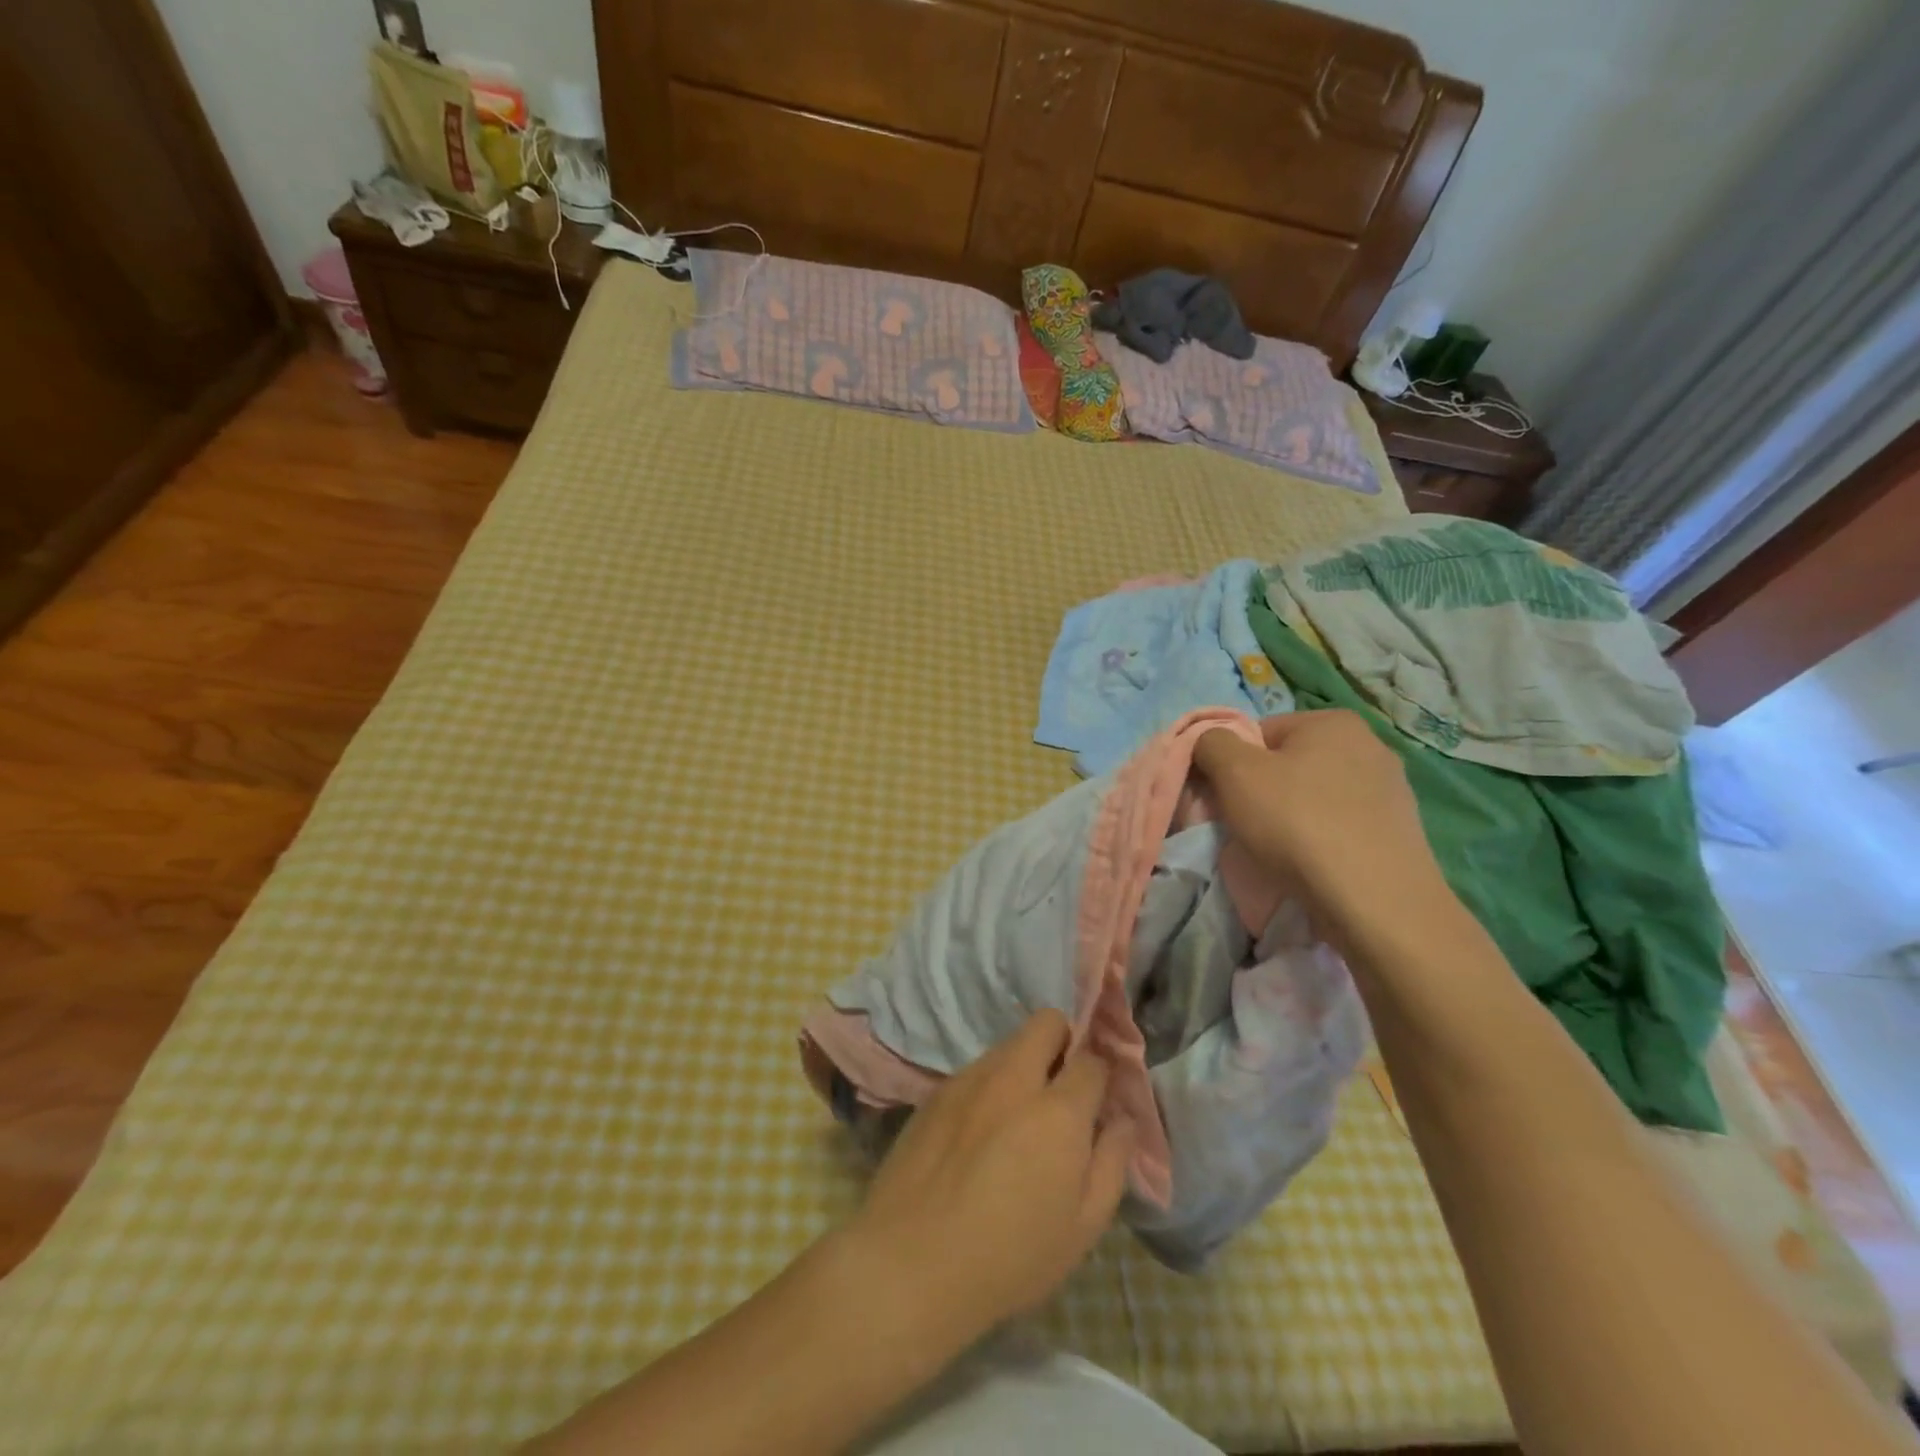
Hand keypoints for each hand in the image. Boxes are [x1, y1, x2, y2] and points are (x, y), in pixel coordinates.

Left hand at [841, 1010, 1133, 1354]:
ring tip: (1018, 1117)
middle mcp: (1014, 1079)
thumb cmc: (1010, 1257)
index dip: (1101, 1075)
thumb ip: (1112, 1162)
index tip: (1099, 1100)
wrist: (910, 1262)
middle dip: (1064, 1041)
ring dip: (1025, 1064)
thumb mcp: (1083, 1227)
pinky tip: (980, 1131)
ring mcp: (969, 1079)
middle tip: (1062, 1089)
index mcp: (1058, 1111)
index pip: (1092, 1060)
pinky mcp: (936, 1090)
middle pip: (1047, 1023)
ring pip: (1009, 1043)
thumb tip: (1122, 1120)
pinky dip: (991, 1084)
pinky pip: (976, 1069)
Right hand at [1193, 710, 1441, 927]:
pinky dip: (1321, 840)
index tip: (1225, 800)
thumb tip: (1209, 742)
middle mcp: (1370, 745)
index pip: (1260, 733)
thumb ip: (1211, 744)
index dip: (1233, 765)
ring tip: (1279, 852)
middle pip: (1289, 764)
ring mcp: (1391, 790)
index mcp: (1332, 721)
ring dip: (1291, 818)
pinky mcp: (1400, 832)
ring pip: (1315, 797)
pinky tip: (1313, 865)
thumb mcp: (1234, 773)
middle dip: (1263, 792)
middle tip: (1246, 827)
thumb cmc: (1297, 823)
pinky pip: (1341, 826)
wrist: (1373, 901)